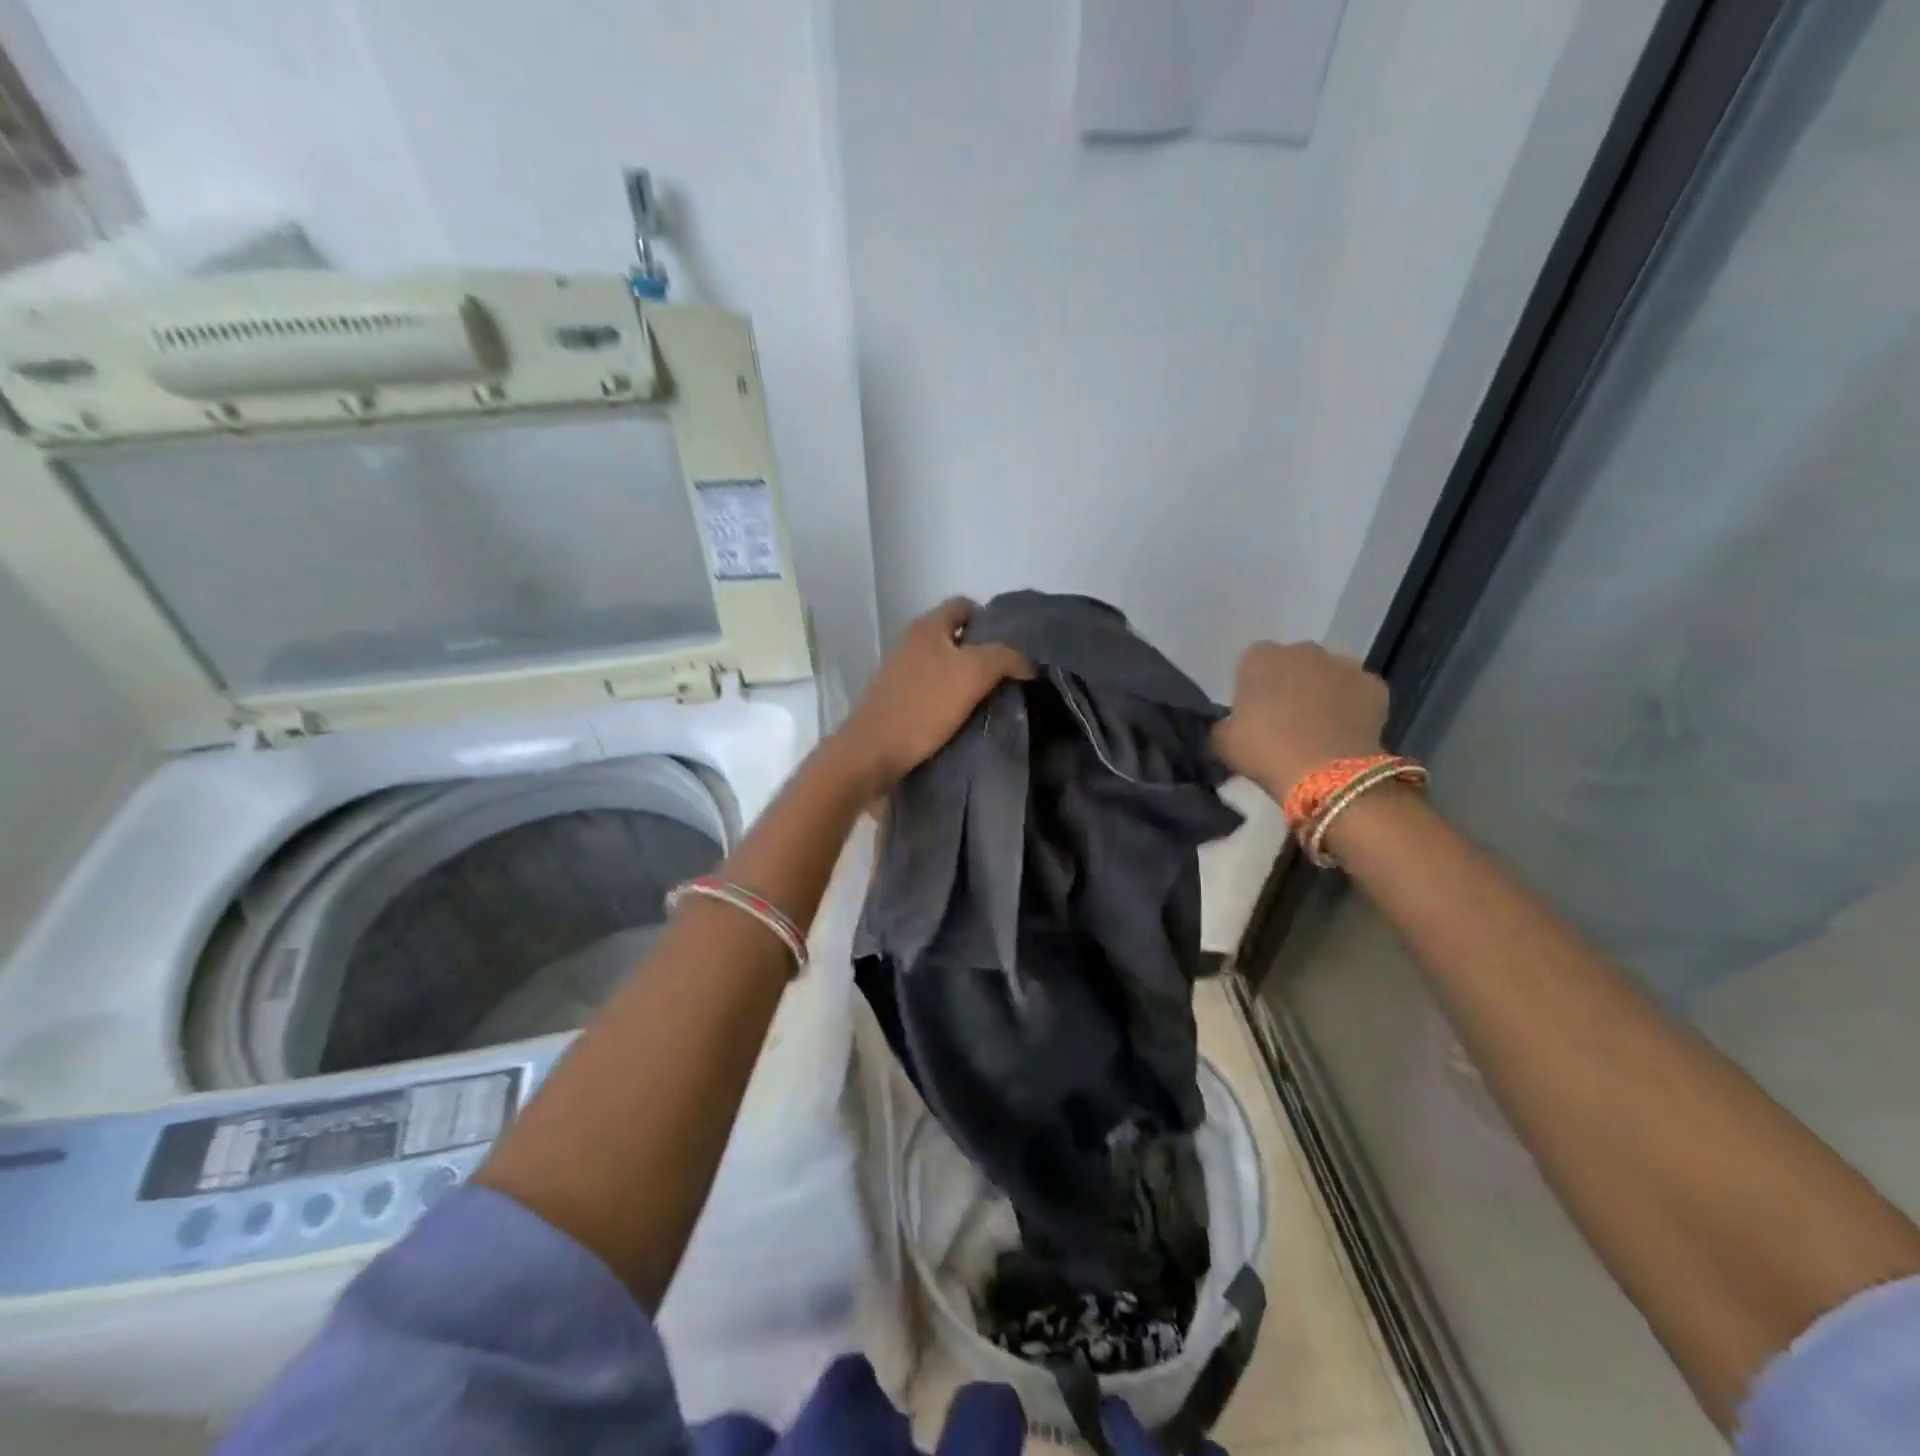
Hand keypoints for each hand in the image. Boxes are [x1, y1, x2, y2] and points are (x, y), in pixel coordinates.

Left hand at [836, 598, 1029, 790]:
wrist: (874, 750)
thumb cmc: (925, 705)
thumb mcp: (974, 673)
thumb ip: (1005, 658)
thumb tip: (1027, 662)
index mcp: (927, 626)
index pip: (964, 605)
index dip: (989, 620)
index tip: (1010, 647)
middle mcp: (910, 642)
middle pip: (954, 637)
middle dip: (980, 653)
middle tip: (1005, 676)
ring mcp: (899, 671)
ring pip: (942, 665)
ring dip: (965, 679)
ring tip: (988, 699)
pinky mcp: (896, 698)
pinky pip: (930, 689)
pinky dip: (948, 698)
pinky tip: (962, 717)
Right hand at [1212, 641, 1388, 801]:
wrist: (1326, 775)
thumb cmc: (1265, 752)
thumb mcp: (1222, 741)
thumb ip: (1224, 723)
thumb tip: (1232, 724)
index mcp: (1260, 658)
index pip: (1252, 662)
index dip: (1253, 686)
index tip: (1254, 712)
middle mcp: (1303, 650)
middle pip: (1294, 662)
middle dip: (1291, 682)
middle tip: (1286, 718)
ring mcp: (1343, 665)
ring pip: (1328, 674)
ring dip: (1323, 691)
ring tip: (1319, 726)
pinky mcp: (1374, 685)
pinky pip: (1357, 691)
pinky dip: (1353, 705)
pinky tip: (1345, 731)